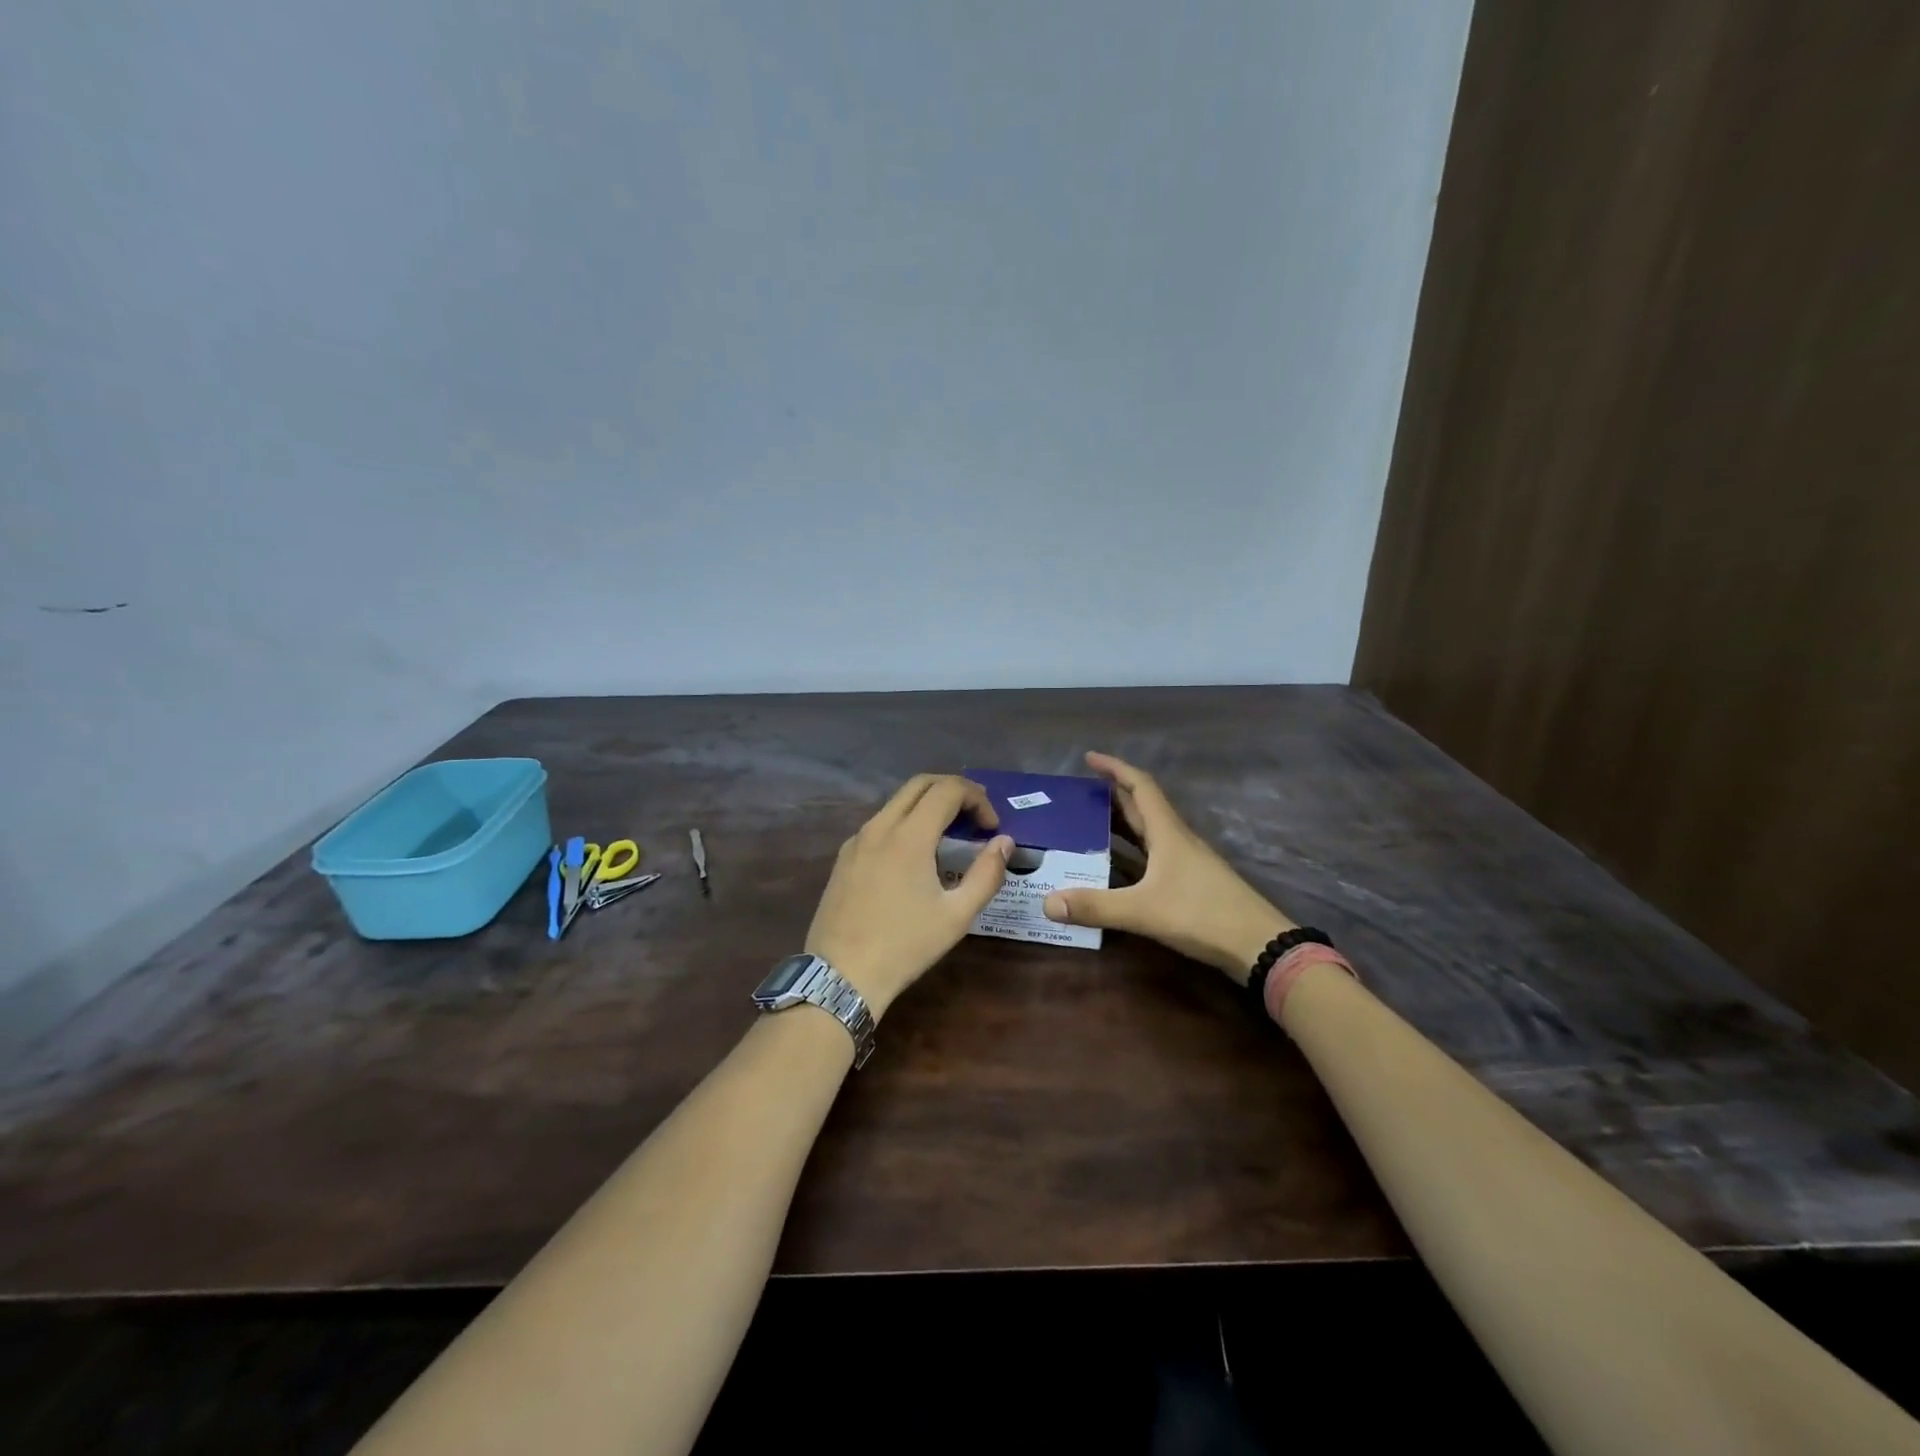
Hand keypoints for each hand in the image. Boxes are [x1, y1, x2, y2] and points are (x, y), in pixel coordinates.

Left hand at [806, 774, 1013, 1018]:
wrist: (841, 976)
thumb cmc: (905, 946)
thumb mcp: (957, 915)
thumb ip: (987, 874)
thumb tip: (1004, 842)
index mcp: (909, 836)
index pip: (947, 790)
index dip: (977, 799)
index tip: (992, 827)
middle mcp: (879, 826)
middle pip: (920, 784)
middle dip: (953, 791)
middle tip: (975, 817)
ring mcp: (857, 840)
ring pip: (897, 802)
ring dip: (928, 805)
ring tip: (950, 835)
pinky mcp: (844, 857)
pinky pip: (880, 823)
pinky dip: (905, 822)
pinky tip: (916, 856)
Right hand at [1042, 751, 1295, 982]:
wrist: (1259, 945)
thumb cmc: (1202, 915)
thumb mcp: (1143, 910)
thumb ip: (1096, 906)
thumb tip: (1047, 903)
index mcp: (1168, 832)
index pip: (1140, 786)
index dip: (1115, 768)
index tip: (1089, 758)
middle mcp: (1177, 839)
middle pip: (1143, 806)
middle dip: (1112, 795)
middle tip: (1079, 795)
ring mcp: (1187, 861)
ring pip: (1149, 831)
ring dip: (1122, 822)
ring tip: (1089, 824)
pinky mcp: (1191, 882)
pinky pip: (1154, 854)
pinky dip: (1132, 851)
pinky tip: (1116, 866)